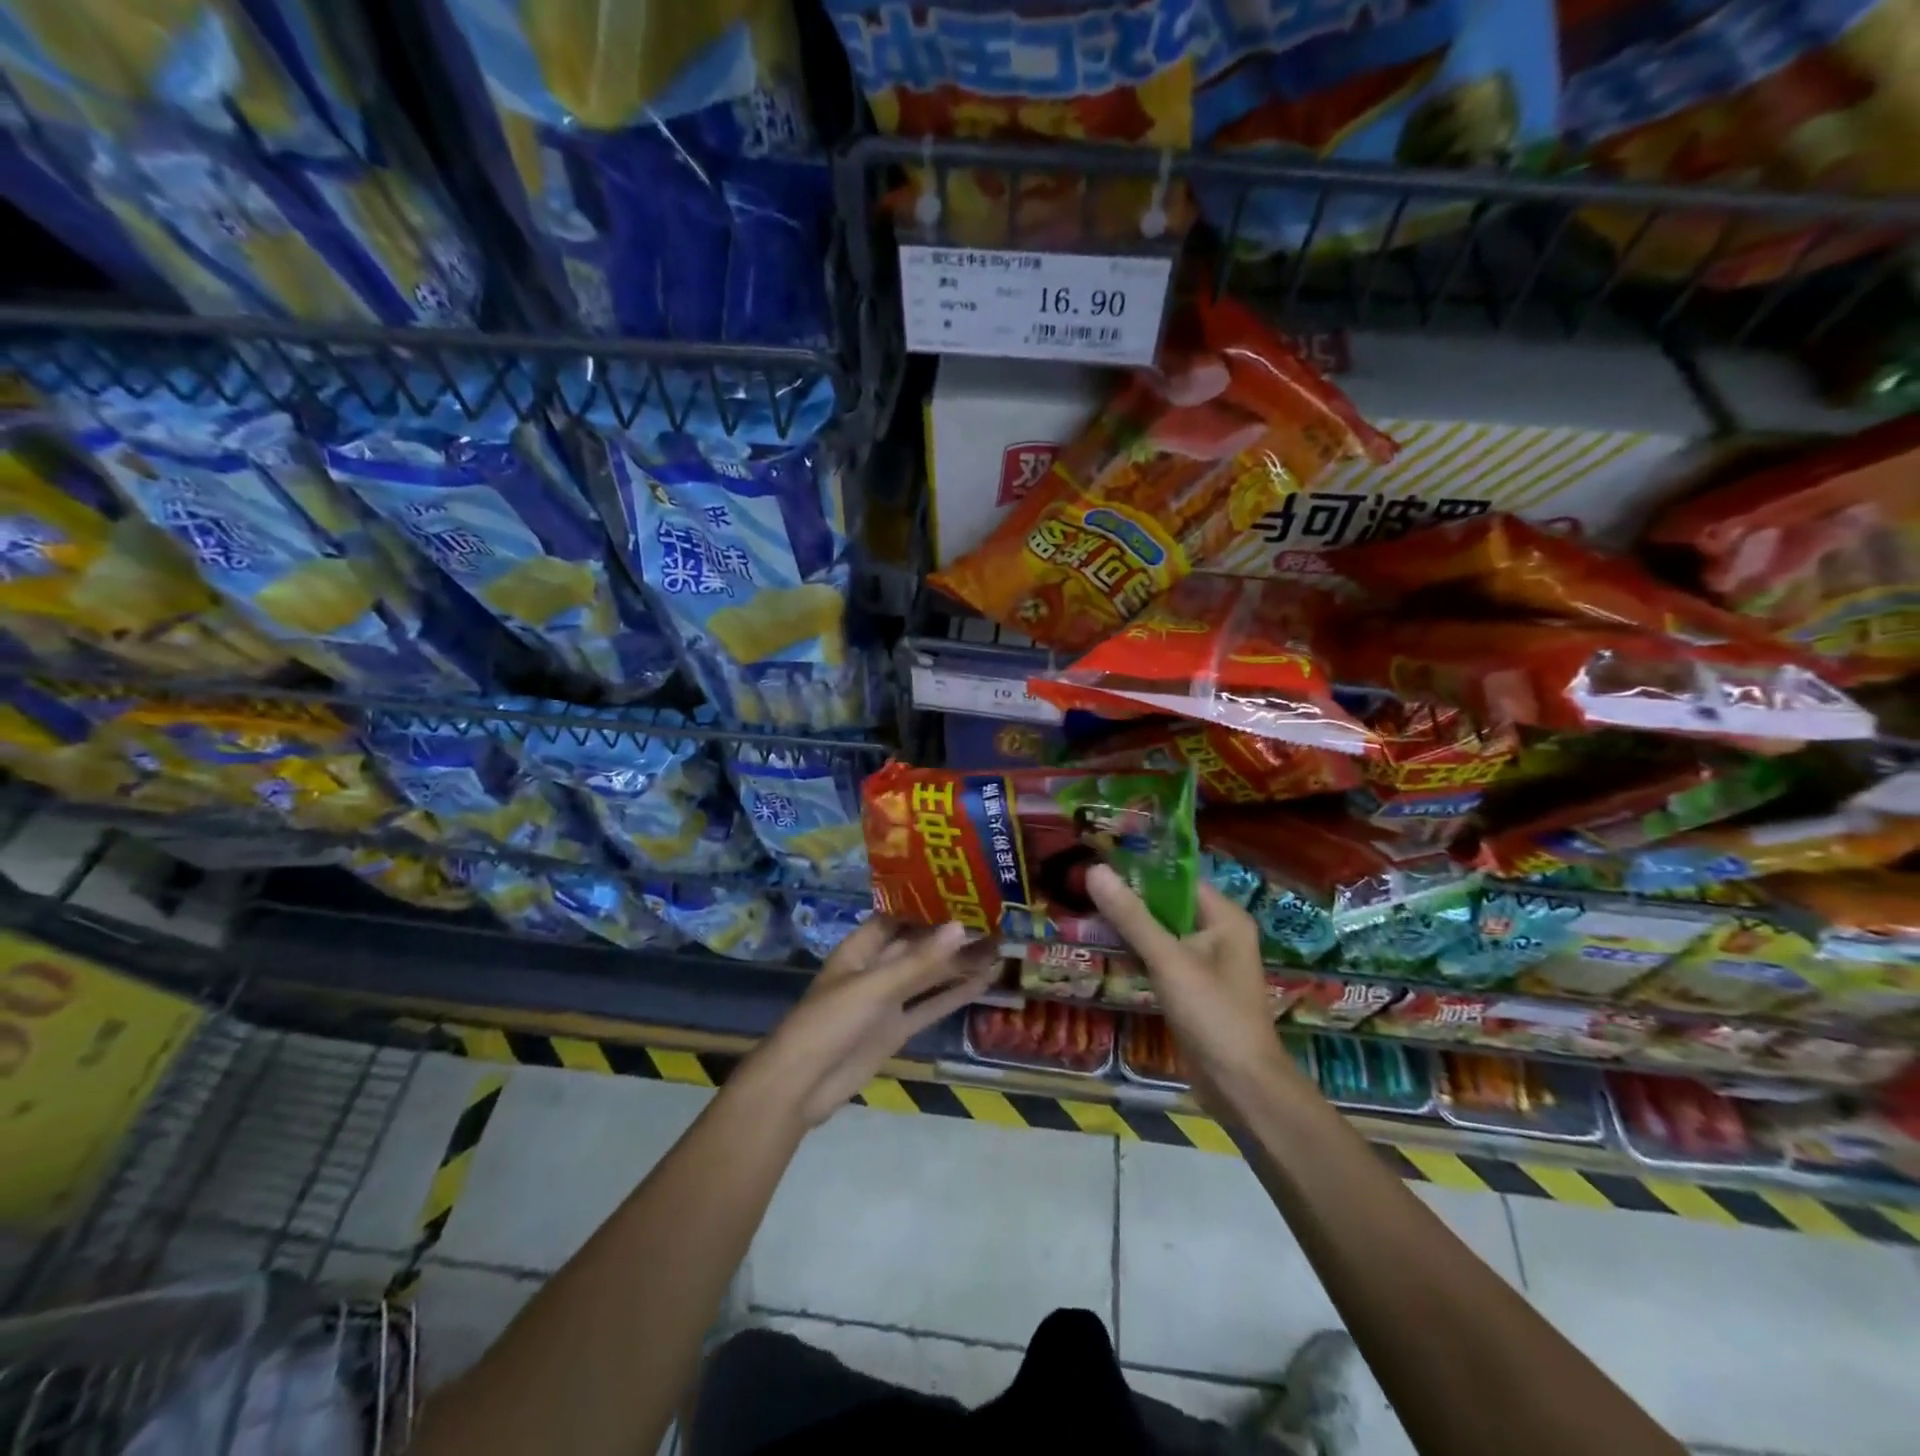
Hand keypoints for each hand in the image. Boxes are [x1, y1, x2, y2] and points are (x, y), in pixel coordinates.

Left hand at [741, 918, 998, 1128]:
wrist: (801, 1086)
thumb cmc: (830, 1022)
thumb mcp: (875, 987)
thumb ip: (919, 962)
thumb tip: (960, 927)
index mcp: (860, 949)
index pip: (897, 917)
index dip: (926, 905)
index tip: (963, 891)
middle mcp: (875, 969)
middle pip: (918, 946)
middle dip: (950, 935)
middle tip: (994, 920)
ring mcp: (887, 1001)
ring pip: (929, 976)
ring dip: (959, 964)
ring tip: (999, 947)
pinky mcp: (897, 1029)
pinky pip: (930, 1006)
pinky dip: (955, 995)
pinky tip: (984, 982)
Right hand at [1087, 864, 1296, 1115]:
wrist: (1241, 1087)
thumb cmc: (1213, 1015)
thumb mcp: (1168, 961)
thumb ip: (1131, 916)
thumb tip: (1094, 870)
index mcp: (1224, 917)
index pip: (1177, 878)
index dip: (1139, 869)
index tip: (1098, 860)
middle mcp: (1218, 933)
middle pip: (1166, 904)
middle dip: (1128, 898)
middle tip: (1082, 886)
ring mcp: (1205, 962)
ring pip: (1160, 931)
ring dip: (1129, 926)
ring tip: (1085, 911)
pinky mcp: (1192, 987)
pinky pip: (1160, 957)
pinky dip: (1136, 952)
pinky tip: (1104, 946)